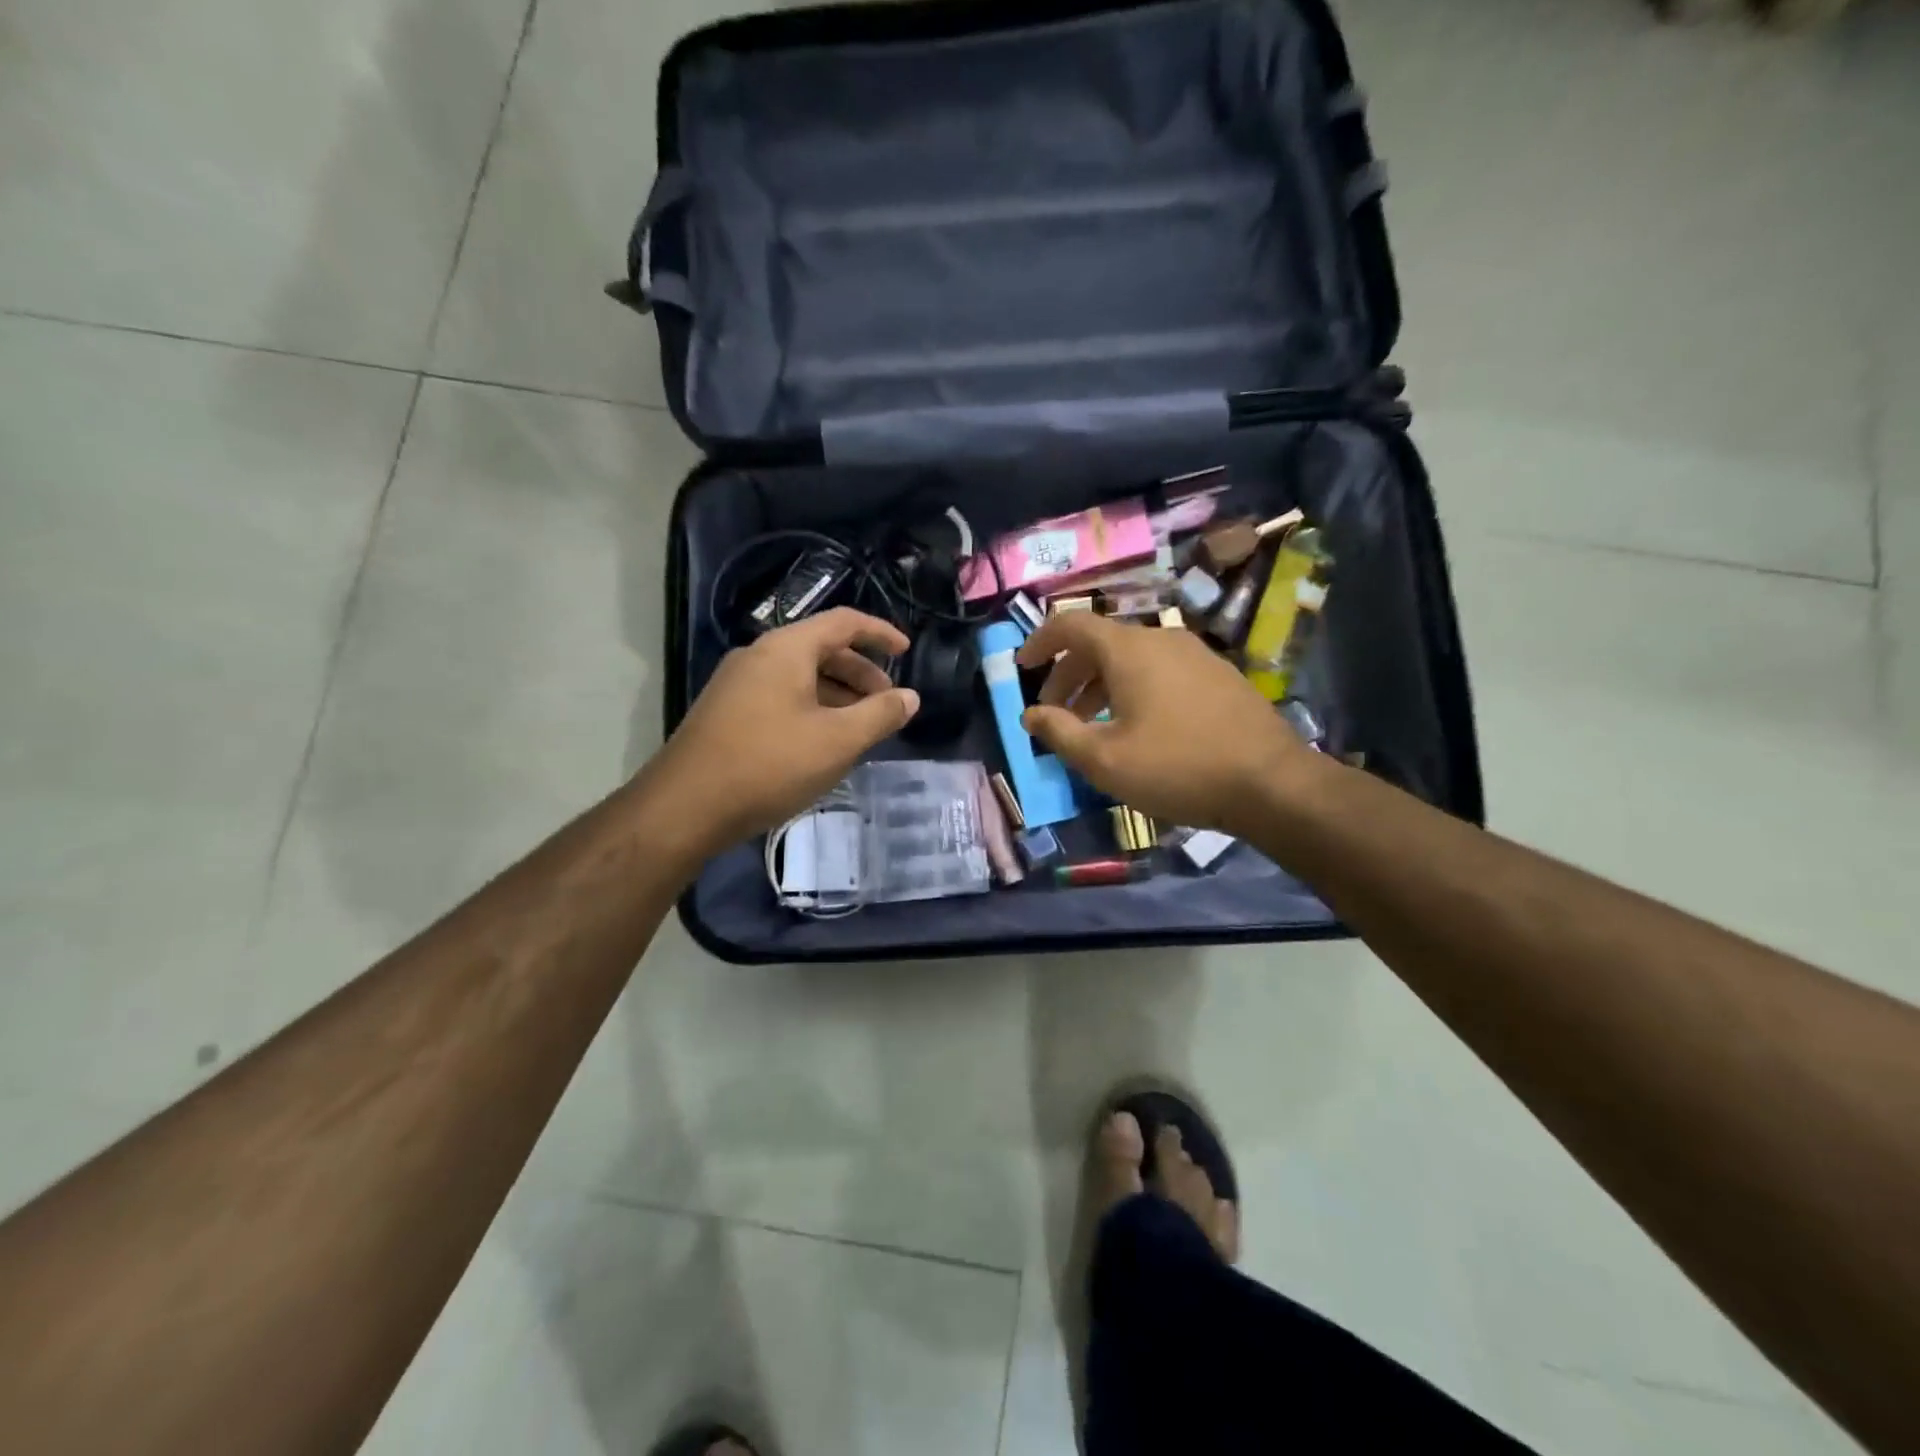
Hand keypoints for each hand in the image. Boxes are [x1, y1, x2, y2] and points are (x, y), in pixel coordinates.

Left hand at [648, 609, 919, 851]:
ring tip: (860, 727)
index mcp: (786, 649)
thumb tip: (911, 697)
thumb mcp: (837, 741)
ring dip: (837, 694)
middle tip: (887, 703)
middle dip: (861, 672)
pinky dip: (812, 709)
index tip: (907, 651)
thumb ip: (880, 715)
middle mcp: (759, 656)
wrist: (686, 806)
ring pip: (800, 676)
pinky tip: (822, 743)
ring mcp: (737, 684)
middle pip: (822, 649)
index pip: (844, 622)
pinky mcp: (727, 712)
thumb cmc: (769, 764)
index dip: (880, 633)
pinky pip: (781, 697)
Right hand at [1017, 613, 1306, 834]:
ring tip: (1092, 725)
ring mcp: (1195, 655)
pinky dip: (1133, 689)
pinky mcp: (1218, 676)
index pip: (1071, 624)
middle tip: (1054, 711)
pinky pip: (1160, 671)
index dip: (1039, 642)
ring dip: (1100, 685)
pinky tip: (1137, 728)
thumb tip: (1030, 714)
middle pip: (1100, 643)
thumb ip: (1060, 733)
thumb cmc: (1178, 767)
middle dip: (1068, 674)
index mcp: (1129, 650)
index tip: (1021, 667)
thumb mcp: (1105, 760)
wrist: (1272, 783)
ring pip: (1132, 659)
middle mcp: (1161, 639)